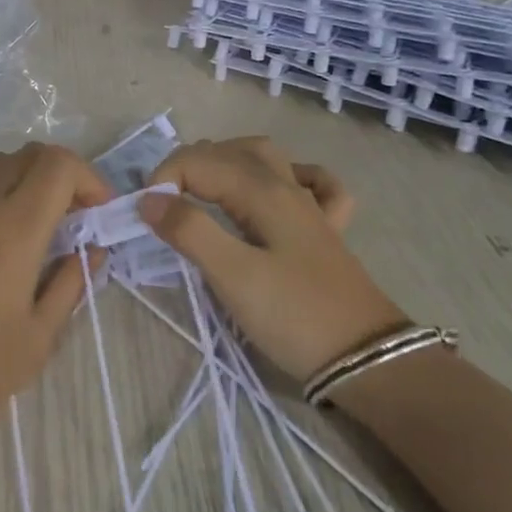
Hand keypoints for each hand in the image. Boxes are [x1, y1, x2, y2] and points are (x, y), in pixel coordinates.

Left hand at [0, 142, 111, 452]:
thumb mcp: (38, 338)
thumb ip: (71, 283)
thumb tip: (91, 250)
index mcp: (12, 229)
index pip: (58, 165)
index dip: (86, 177)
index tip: (94, 211)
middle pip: (25, 156)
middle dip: (55, 178)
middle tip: (63, 220)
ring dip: (15, 185)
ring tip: (17, 231)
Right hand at [140, 137, 404, 382]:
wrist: (368, 360)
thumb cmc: (294, 316)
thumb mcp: (233, 276)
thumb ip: (189, 230)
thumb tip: (149, 199)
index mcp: (261, 191)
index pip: (197, 162)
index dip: (163, 180)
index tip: (144, 216)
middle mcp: (286, 186)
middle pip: (228, 151)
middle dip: (187, 166)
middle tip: (162, 205)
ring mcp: (311, 207)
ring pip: (265, 158)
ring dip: (228, 160)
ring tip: (202, 186)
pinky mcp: (327, 232)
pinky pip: (312, 184)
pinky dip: (290, 175)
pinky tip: (279, 189)